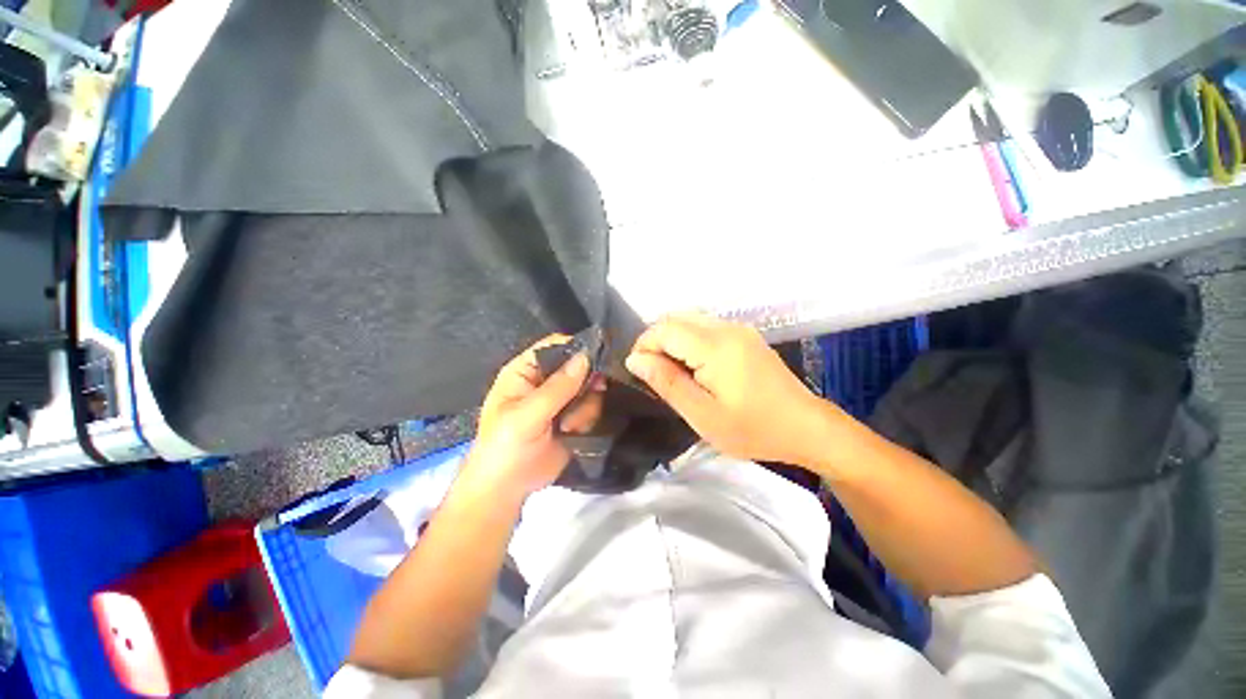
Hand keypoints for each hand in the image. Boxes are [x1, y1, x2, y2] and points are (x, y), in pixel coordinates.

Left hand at [461, 335, 604, 501]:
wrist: (507, 489)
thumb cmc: (505, 448)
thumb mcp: (527, 416)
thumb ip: (557, 387)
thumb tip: (585, 357)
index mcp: (525, 371)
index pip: (553, 346)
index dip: (575, 348)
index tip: (597, 359)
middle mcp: (544, 381)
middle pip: (577, 366)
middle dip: (585, 383)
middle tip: (590, 395)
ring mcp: (560, 399)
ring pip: (588, 387)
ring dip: (586, 406)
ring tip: (570, 425)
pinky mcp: (572, 416)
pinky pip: (591, 406)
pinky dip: (588, 418)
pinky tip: (574, 432)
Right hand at [625, 314, 833, 464]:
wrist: (806, 427)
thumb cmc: (753, 428)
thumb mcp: (703, 414)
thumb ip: (667, 383)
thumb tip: (636, 360)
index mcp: (715, 346)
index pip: (664, 329)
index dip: (644, 345)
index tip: (640, 372)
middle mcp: (726, 327)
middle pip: (675, 317)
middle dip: (655, 340)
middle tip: (654, 373)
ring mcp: (739, 329)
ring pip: (690, 319)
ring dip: (672, 339)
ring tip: (671, 372)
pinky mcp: (745, 336)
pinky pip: (706, 326)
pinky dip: (689, 340)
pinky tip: (694, 366)